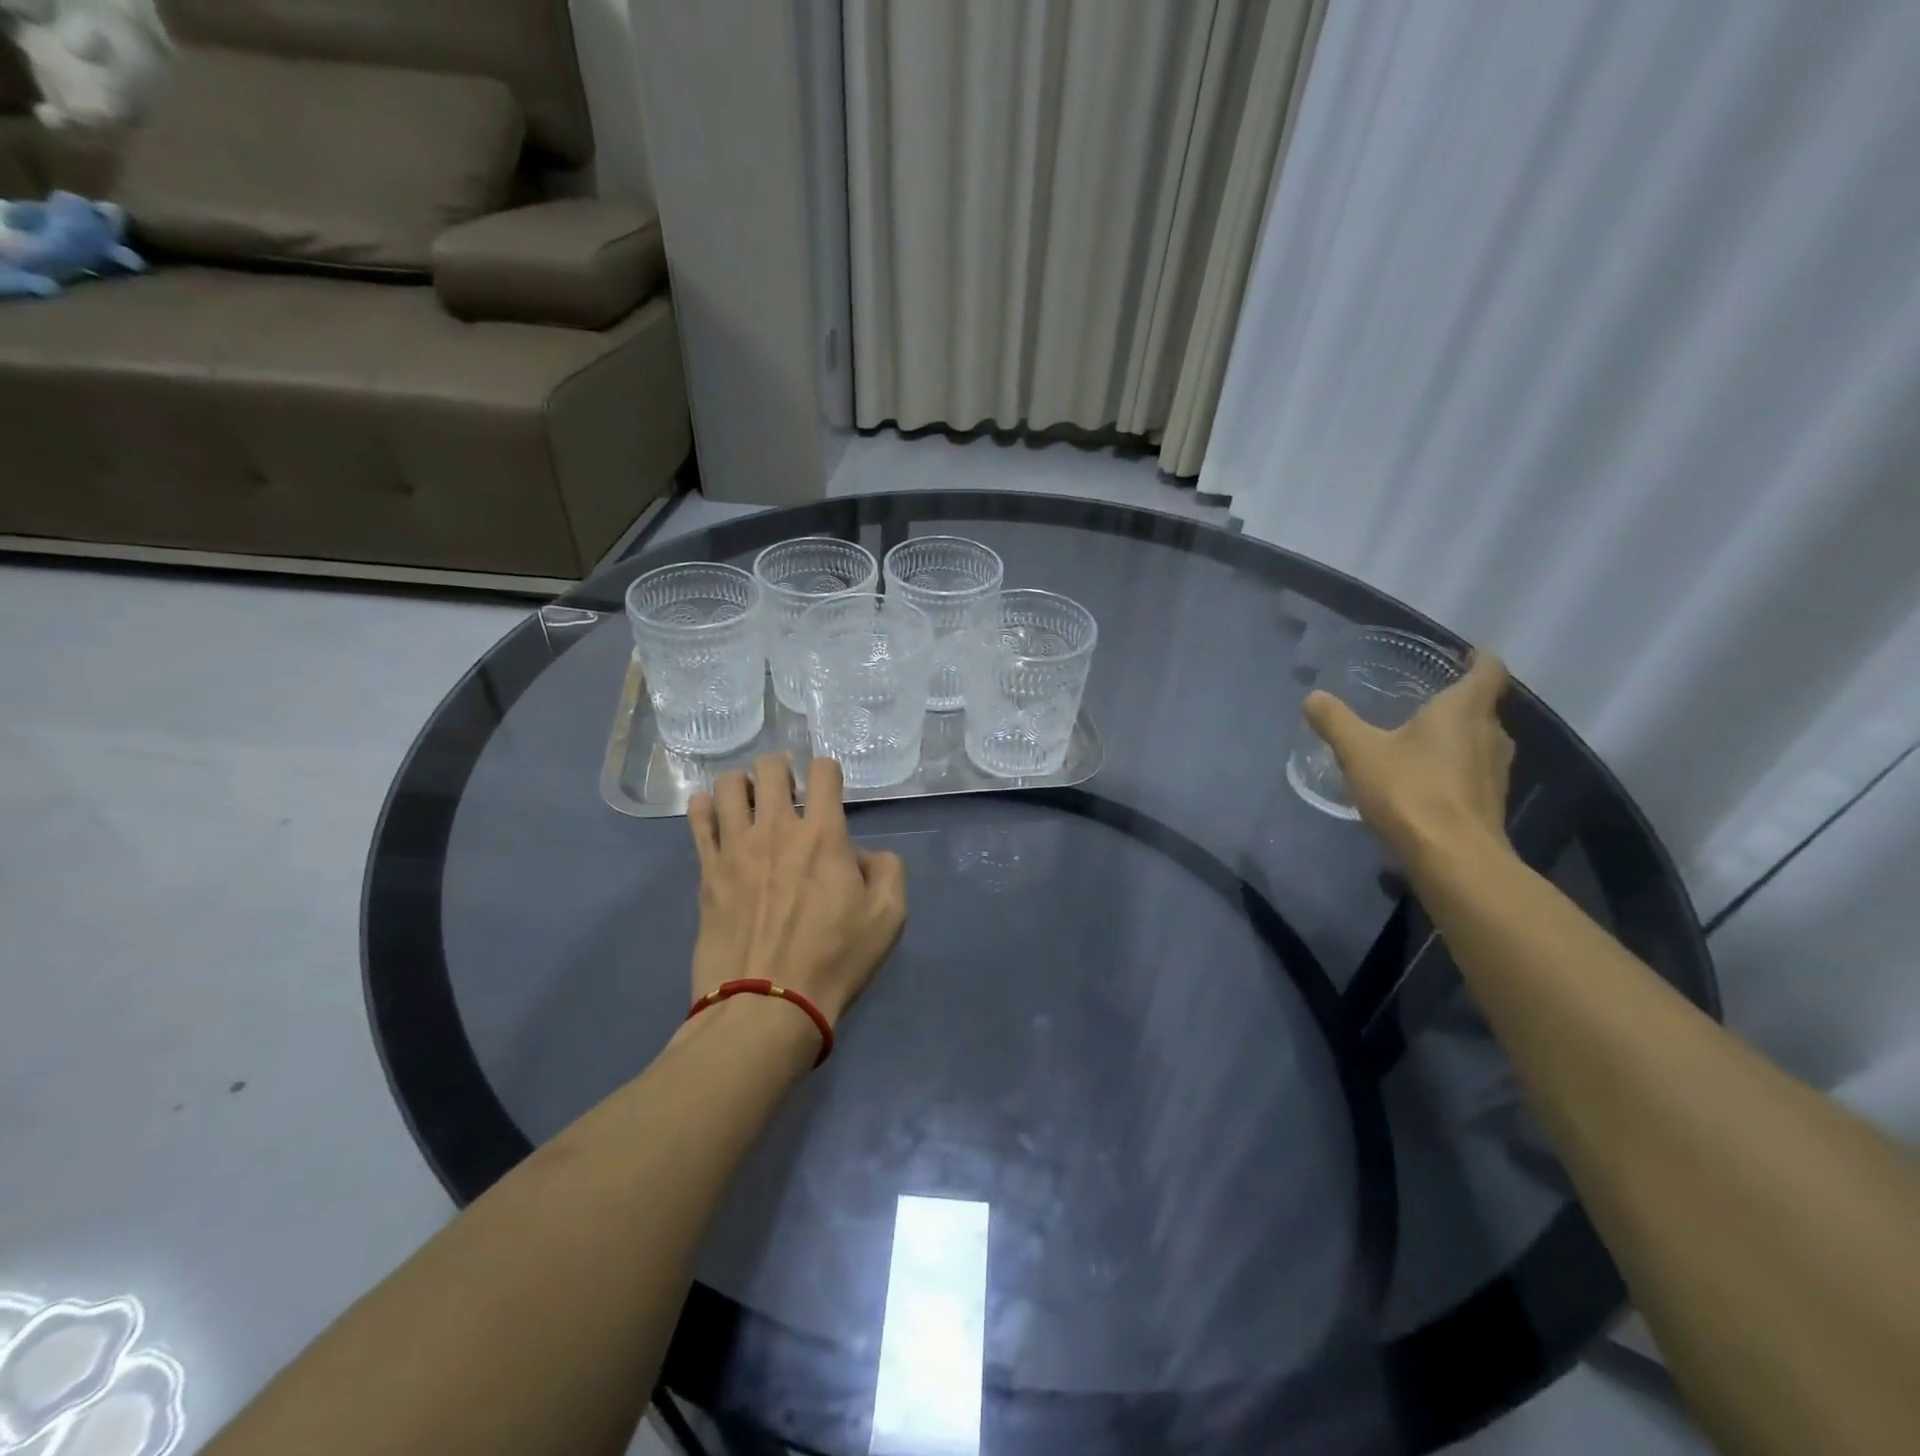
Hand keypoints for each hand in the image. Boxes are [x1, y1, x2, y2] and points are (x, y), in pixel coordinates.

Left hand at [686, 754, 906, 1027]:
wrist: (767, 1005)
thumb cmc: (834, 959)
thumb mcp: (889, 917)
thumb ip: (888, 870)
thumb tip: (864, 855)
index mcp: (823, 834)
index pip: (823, 770)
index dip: (829, 772)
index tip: (829, 791)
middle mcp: (776, 829)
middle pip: (770, 766)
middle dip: (783, 769)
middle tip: (789, 794)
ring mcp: (735, 848)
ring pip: (729, 786)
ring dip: (744, 785)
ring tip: (751, 804)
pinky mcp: (707, 871)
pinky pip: (698, 820)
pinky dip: (705, 808)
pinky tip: (715, 815)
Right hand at [1304, 649, 1515, 862]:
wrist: (1452, 858)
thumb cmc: (1409, 791)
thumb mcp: (1359, 751)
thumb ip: (1335, 721)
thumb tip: (1313, 697)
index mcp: (1465, 710)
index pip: (1489, 670)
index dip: (1479, 658)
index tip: (1466, 653)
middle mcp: (1491, 733)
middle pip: (1483, 707)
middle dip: (1459, 701)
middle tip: (1426, 700)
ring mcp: (1496, 771)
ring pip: (1480, 740)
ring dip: (1457, 736)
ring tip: (1421, 739)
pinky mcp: (1490, 802)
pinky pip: (1474, 771)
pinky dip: (1454, 766)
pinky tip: (1424, 779)